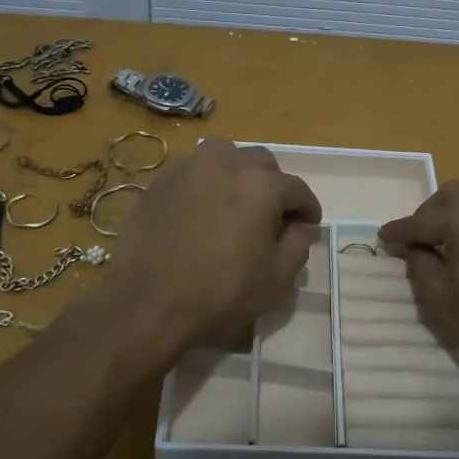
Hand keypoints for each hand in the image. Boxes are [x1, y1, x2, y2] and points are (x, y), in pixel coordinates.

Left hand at [91, 137, 321, 363]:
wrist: (148, 301)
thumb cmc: (221, 292)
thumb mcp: (277, 277)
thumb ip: (298, 244)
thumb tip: (301, 226)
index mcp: (261, 184)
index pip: (297, 189)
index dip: (308, 208)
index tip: (309, 224)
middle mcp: (226, 162)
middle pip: (262, 164)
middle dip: (274, 186)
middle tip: (273, 216)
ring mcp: (189, 167)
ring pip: (226, 157)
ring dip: (239, 175)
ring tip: (237, 205)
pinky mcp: (161, 180)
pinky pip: (195, 172)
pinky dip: (208, 184)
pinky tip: (204, 212)